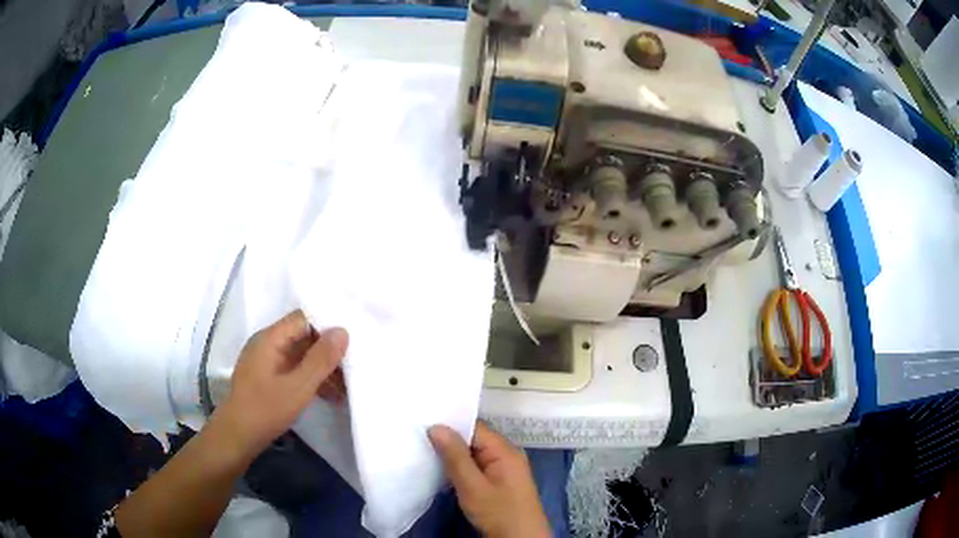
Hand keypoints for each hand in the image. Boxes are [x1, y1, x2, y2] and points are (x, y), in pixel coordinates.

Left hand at [214, 310, 348, 457]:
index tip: (351, 343)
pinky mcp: (268, 377)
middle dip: (328, 352)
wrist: (237, 437)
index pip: (304, 319)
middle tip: (353, 369)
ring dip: (322, 369)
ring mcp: (266, 361)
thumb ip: (320, 359)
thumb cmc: (265, 410)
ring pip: (301, 355)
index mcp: (270, 338)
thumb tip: (342, 331)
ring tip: (345, 388)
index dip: (328, 327)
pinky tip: (329, 396)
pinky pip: (294, 369)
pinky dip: (311, 379)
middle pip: (303, 336)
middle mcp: (267, 343)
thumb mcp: (298, 387)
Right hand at [428, 422, 550, 537]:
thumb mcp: (473, 486)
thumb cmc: (498, 512)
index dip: (450, 424)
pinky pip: (477, 467)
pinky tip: (442, 471)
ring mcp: (504, 470)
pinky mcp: (499, 483)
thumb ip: (455, 457)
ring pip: (474, 455)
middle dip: (449, 440)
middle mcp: (506, 455)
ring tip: (424, 451)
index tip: (422, 423)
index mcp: (505, 450)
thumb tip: (436, 426)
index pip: (475, 427)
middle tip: (418, 438)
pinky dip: (461, 468)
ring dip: (453, 456)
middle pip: (474, 439)